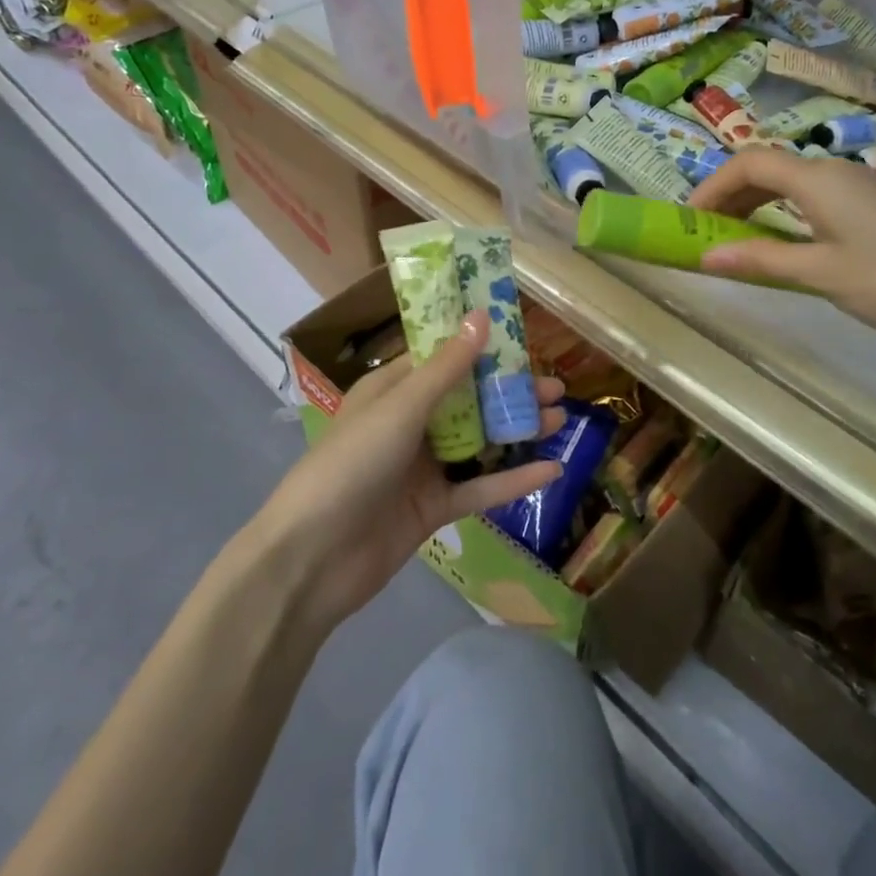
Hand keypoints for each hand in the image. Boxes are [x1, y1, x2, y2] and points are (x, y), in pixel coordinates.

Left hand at [256, 313, 565, 625]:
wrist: (314, 558)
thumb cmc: (352, 464)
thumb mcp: (401, 408)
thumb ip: (446, 368)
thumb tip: (480, 316)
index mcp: (392, 391)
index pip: (442, 358)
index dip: (481, 347)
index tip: (522, 338)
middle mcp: (409, 424)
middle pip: (468, 400)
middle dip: (509, 392)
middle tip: (556, 387)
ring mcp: (422, 467)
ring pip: (479, 442)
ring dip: (518, 431)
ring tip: (561, 419)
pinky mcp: (434, 508)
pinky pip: (479, 489)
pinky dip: (513, 480)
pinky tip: (551, 470)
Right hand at [687, 150, 875, 343]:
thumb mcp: (820, 273)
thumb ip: (760, 260)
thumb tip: (705, 258)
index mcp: (818, 180)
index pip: (749, 163)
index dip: (712, 186)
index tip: (688, 219)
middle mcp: (833, 172)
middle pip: (767, 168)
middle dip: (729, 195)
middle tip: (703, 232)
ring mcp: (855, 187)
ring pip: (788, 183)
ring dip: (753, 204)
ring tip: (731, 239)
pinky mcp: (869, 206)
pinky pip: (809, 197)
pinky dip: (780, 212)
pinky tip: (777, 241)